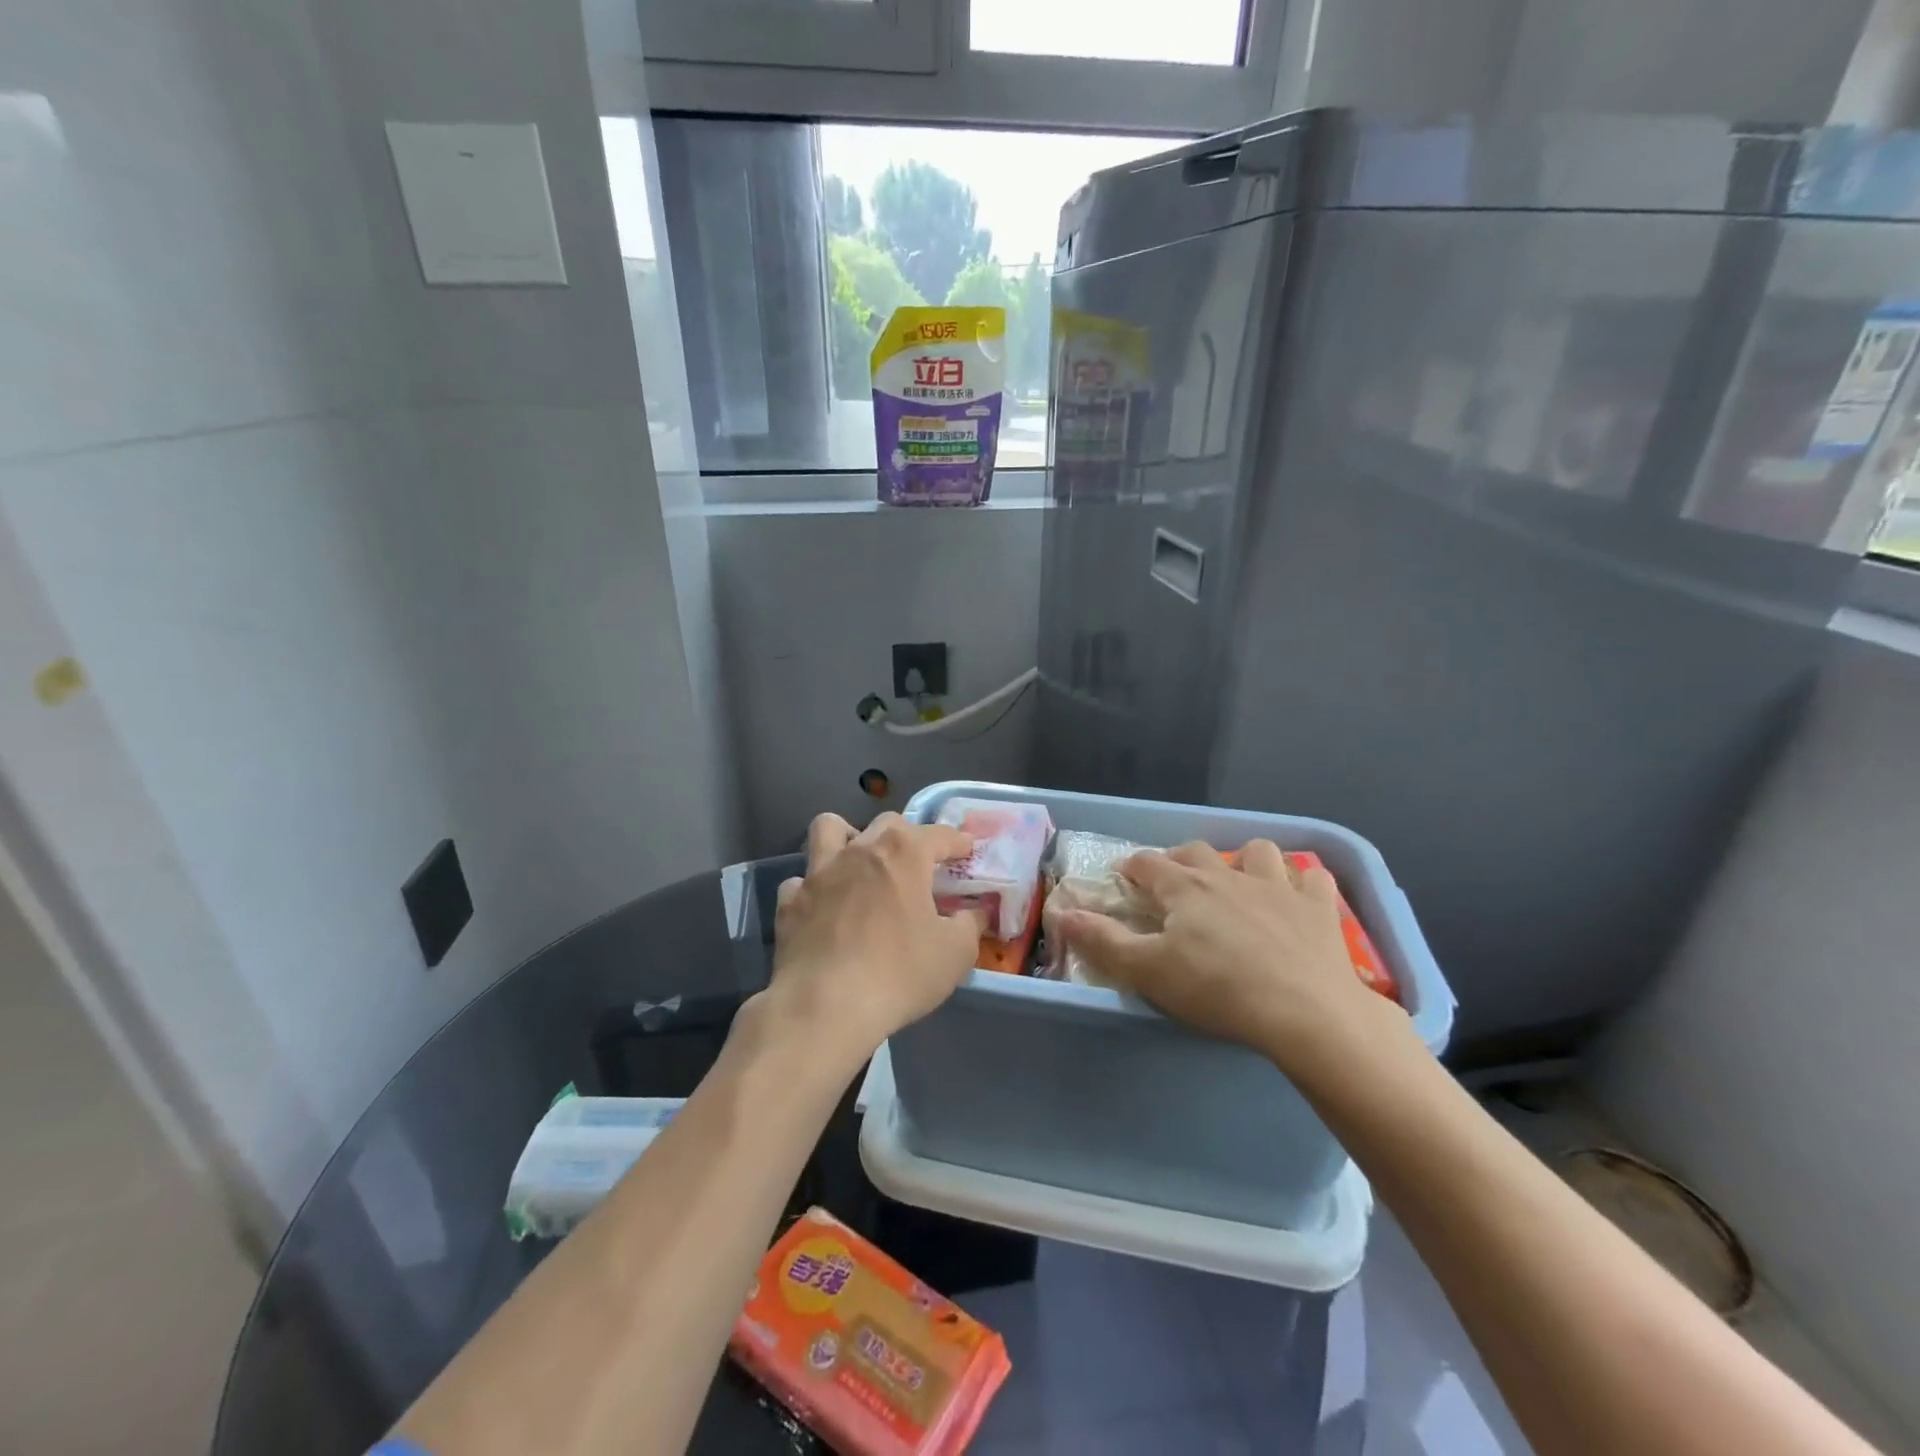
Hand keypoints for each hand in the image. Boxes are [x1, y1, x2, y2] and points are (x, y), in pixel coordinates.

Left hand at [762, 811, 983, 1064]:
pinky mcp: (790, 902)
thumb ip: (970, 924)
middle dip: (908, 836)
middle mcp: (860, 850)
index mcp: (904, 853)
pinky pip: (801, 881)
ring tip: (859, 862)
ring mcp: (819, 872)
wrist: (824, 1007)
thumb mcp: (956, 953)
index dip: (958, 842)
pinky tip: (825, 907)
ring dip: (847, 837)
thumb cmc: (899, 974)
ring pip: (829, 829)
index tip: (967, 851)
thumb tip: (974, 911)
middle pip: (887, 824)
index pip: (940, 834)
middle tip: (918, 866)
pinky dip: (814, 888)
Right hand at [1053, 840, 1404, 1078]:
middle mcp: (1228, 875)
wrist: (1306, 1011)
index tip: (1123, 878)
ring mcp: (1278, 886)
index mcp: (1184, 888)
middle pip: (1197, 851)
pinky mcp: (1318, 907)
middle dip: (1180, 859)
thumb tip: (1061, 914)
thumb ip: (1102, 941)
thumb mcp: (1147, 971)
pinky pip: (1313, 877)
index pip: (1148, 863)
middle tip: (1174, 883)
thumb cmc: (1217, 989)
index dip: (1131, 867)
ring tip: (1240, 883)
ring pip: (1258, 851)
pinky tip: (1297, 900)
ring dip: (1245, 860)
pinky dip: (1302, 883)